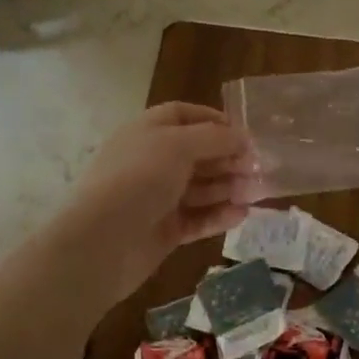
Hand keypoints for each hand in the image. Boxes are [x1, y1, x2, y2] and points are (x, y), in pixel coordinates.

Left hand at [46, 103, 255, 298]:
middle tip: (258, 168)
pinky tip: (241, 215)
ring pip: (201, 188)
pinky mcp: (164, 230)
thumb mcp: (178, 145)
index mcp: (148, 132)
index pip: (183, 116)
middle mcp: (152, 161)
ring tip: (256, 193)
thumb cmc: (139, 179)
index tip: (243, 133)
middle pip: (198, 153)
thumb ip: (215, 138)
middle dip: (229, 158)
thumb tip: (242, 137)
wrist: (100, 242)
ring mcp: (157, 198)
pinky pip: (198, 218)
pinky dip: (219, 215)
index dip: (213, 120)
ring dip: (229, 187)